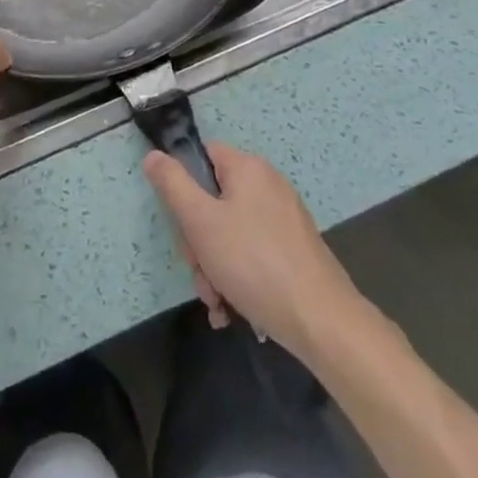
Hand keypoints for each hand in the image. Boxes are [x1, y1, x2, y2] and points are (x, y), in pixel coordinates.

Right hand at [143, 142, 375, 358]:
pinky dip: (240, 278)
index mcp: (248, 167)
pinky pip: (255, 253)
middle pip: (215, 200)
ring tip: (218, 304)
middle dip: (200, 243)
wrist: (323, 322)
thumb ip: (172, 185)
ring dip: (216, 267)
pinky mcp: (296, 251)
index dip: (184, 186)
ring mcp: (285, 219)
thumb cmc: (254, 263)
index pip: (203, 156)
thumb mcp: (200, 222)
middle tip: (201, 275)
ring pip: (233, 233)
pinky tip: (234, 310)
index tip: (182, 225)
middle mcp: (268, 184)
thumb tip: (154, 155)